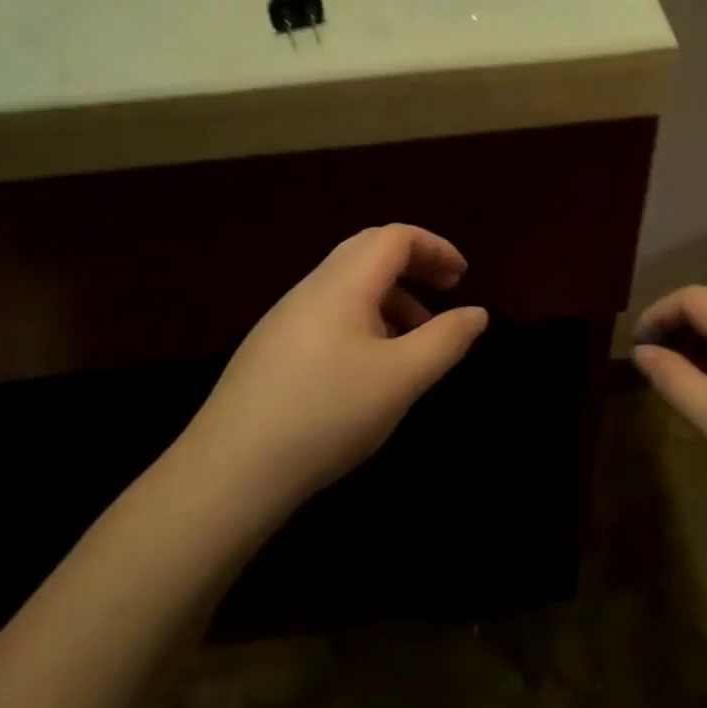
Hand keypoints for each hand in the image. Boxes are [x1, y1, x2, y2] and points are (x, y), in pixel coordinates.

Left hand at [181, 225, 489, 519]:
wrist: (230, 470)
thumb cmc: (326, 414)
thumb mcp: (401, 380)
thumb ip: (445, 341)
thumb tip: (476, 313)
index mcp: (343, 283)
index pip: (395, 237)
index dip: (435, 247)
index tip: (463, 277)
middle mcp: (312, 288)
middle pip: (369, 251)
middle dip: (413, 265)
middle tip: (445, 292)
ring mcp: (286, 317)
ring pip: (349, 285)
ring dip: (390, 297)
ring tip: (415, 341)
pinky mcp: (272, 347)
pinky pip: (329, 313)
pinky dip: (365, 320)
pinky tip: (371, 367)